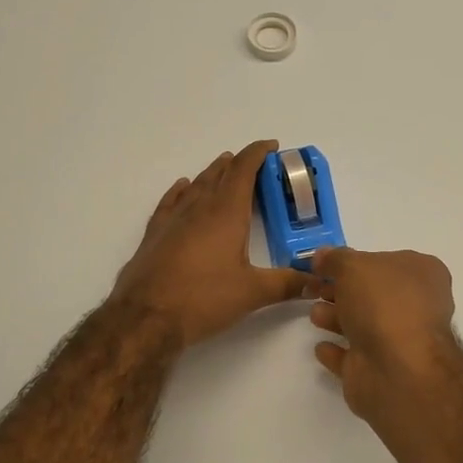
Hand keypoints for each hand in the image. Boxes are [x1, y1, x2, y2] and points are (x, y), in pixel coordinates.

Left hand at [112, 141, 309, 348]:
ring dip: (213, 173)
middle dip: (239, 164)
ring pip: (196, 185)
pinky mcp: (155, 234)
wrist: (145, 317)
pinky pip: (171, 201)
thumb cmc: (203, 298)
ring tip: (224, 167)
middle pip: (220, 174)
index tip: (272, 146)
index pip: (244, 170)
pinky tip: (183, 187)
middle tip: (255, 163)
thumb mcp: (252, 293)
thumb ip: (287, 284)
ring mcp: (173, 219)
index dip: (258, 153)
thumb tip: (317, 281)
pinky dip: (181, 190)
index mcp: (226, 212)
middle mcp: (199, 207)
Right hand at [308, 246, 461, 419]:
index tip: (325, 264)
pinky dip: (337, 351)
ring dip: (337, 318)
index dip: (355, 261)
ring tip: (315, 315)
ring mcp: (399, 341)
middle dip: (342, 291)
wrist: (397, 368)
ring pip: (363, 324)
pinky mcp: (380, 370)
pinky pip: (354, 356)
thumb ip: (335, 259)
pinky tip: (321, 347)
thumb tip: (322, 256)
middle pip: (372, 294)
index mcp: (421, 274)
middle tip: (315, 288)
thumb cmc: (382, 303)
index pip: (386, 261)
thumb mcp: (353, 266)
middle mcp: (416, 306)